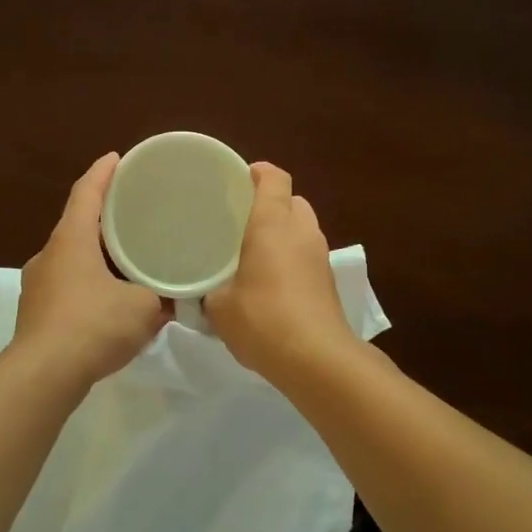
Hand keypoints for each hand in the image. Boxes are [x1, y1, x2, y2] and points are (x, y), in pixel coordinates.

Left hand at [12, 153, 169, 386]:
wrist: (44, 375)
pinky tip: (110, 302)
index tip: (117, 158)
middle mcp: (48, 255)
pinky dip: (89, 284)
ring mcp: (37, 285)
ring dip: (97, 256)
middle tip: (133, 215)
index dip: (103, 173)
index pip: (86, 193)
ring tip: (126, 262)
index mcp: (71, 240)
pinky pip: (67, 286)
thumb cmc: (94, 325)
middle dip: (103, 218)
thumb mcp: (144, 308)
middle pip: (77, 225)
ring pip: (71, 258)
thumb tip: (176, 299)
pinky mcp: (36, 313)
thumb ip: (161, 297)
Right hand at [207, 163, 358, 383]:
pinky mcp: (328, 281)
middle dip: (271, 204)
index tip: (238, 179)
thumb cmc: (263, 319)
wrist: (317, 359)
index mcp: (274, 223)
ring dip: (284, 232)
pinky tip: (272, 281)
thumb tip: (203, 290)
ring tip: (255, 251)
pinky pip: (308, 254)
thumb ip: (208, 290)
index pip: (274, 178)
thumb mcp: (218, 306)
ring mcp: (321, 256)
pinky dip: (293, 257)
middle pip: (292, 200)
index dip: (258, 173)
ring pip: (303, 228)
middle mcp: (302, 231)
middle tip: (241, 220)